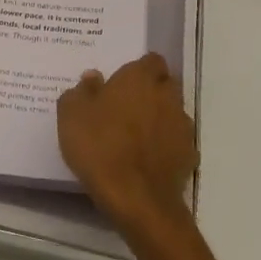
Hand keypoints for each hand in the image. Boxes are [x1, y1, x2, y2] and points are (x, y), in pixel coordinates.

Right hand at [57, 53, 197, 235]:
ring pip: (172, 112)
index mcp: (139, 79)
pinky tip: (146, 159)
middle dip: (150, 91)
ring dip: (158, 118)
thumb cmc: (99, 146)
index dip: (138, 69)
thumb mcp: (71, 115)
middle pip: (165, 84)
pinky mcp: (189, 155)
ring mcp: (182, 126)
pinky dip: (165, 145)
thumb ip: (81, 91)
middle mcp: (167, 96)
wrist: (136, 198)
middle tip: (125, 105)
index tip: (121, 81)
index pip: (151, 60)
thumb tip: (93, 78)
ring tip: (135, 135)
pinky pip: (176, 142)